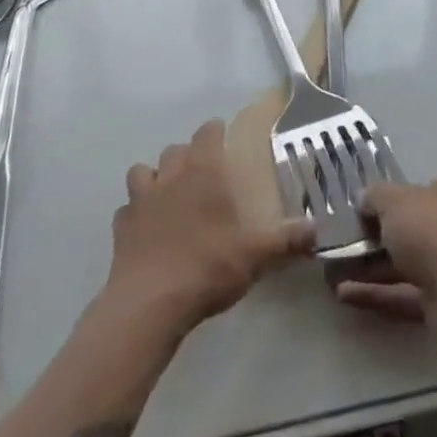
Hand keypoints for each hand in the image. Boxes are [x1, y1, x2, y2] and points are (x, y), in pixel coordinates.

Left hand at [106, 119, 314, 332]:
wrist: (149, 304)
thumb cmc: (207, 266)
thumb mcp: (255, 255)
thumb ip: (285, 240)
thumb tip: (316, 231)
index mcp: (203, 170)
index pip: (207, 132)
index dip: (215, 132)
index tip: (223, 139)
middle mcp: (170, 175)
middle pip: (175, 149)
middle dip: (186, 156)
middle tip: (201, 175)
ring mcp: (141, 200)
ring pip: (142, 172)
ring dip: (154, 179)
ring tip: (168, 198)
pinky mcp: (120, 228)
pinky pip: (126, 211)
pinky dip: (135, 215)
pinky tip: (146, 232)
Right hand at [333, 176, 436, 355]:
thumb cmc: (431, 232)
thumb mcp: (394, 201)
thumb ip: (375, 196)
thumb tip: (363, 199)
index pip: (420, 189)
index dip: (391, 197)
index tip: (362, 209)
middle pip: (411, 228)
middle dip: (375, 237)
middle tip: (342, 242)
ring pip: (405, 263)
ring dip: (370, 268)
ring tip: (332, 272)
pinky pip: (404, 293)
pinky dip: (376, 292)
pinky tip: (343, 294)